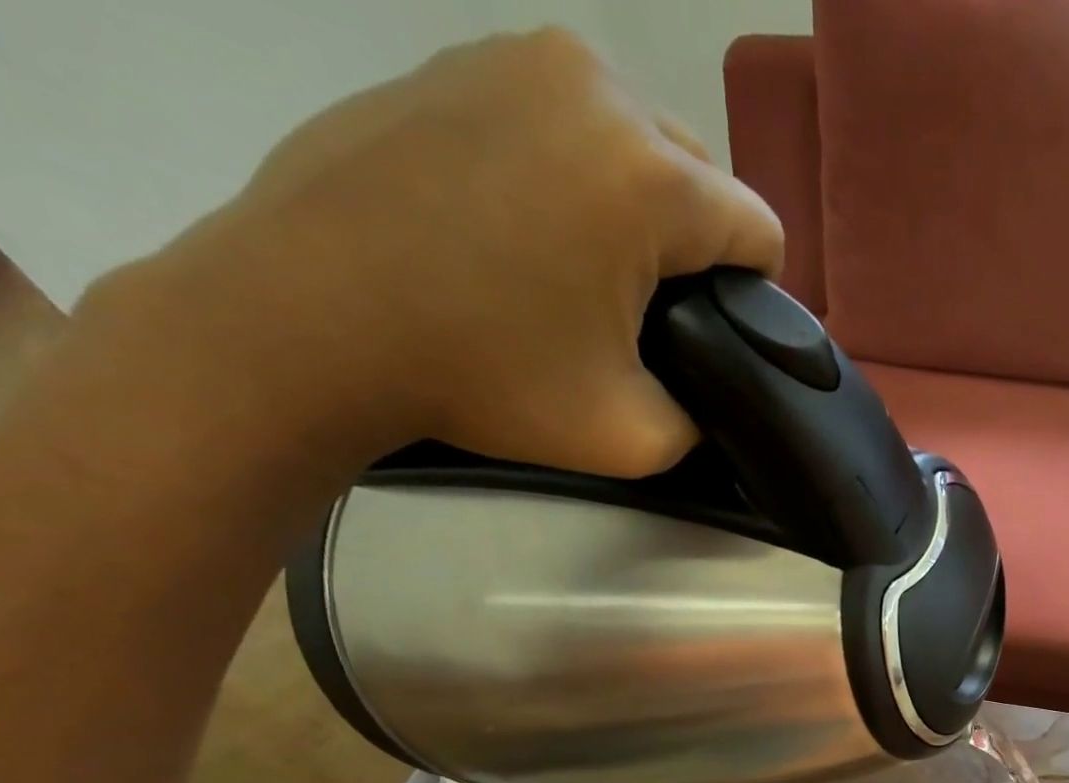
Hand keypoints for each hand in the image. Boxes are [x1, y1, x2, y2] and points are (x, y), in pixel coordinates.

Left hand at [93, 27, 782, 478]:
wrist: (310, 318)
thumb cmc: (484, 377)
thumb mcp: (633, 437)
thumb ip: (703, 418)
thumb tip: (712, 396)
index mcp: (650, 177)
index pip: (759, 230)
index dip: (755, 295)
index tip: (712, 338)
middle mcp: (598, 89)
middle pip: (703, 178)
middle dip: (693, 246)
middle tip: (642, 312)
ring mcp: (520, 58)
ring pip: (636, 142)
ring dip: (637, 207)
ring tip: (583, 268)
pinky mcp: (460, 60)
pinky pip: (564, 120)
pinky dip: (572, 172)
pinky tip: (526, 226)